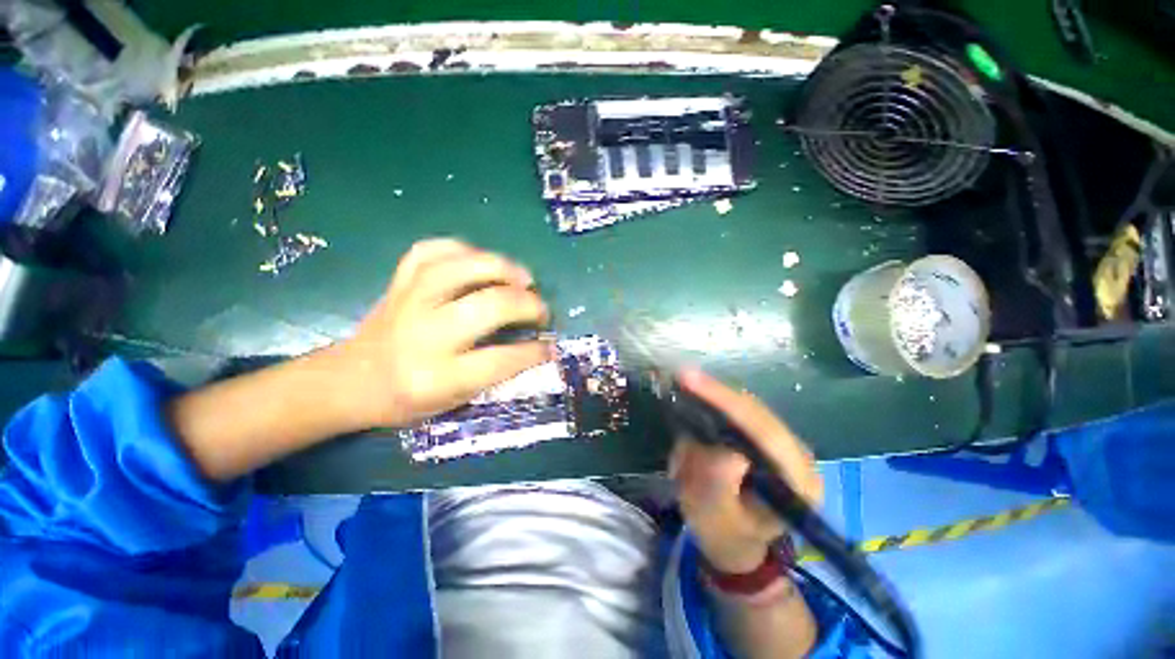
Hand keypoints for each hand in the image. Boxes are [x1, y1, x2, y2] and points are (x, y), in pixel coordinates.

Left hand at [335, 238, 553, 428]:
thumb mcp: (453, 402)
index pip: (500, 359)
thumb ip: (494, 373)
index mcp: (437, 378)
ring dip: (502, 268)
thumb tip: (534, 345)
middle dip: (527, 304)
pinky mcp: (399, 282)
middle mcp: (424, 336)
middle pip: (488, 307)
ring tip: (523, 277)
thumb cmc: (406, 400)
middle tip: (541, 310)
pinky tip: (479, 260)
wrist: (350, 381)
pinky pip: (431, 250)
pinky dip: (462, 248)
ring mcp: (408, 302)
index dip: (534, 351)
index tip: (550, 346)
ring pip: (461, 268)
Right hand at [670, 369, 822, 572]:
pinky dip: (716, 402)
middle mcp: (798, 455)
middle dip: (718, 393)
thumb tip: (723, 449)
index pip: (765, 431)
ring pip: (749, 406)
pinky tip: (698, 395)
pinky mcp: (765, 437)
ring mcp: (783, 443)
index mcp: (798, 482)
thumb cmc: (726, 537)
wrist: (735, 541)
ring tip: (686, 383)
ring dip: (716, 395)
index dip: (726, 402)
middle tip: (682, 377)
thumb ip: (720, 487)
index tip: (691, 382)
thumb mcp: (716, 520)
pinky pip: (741, 410)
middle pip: (757, 411)